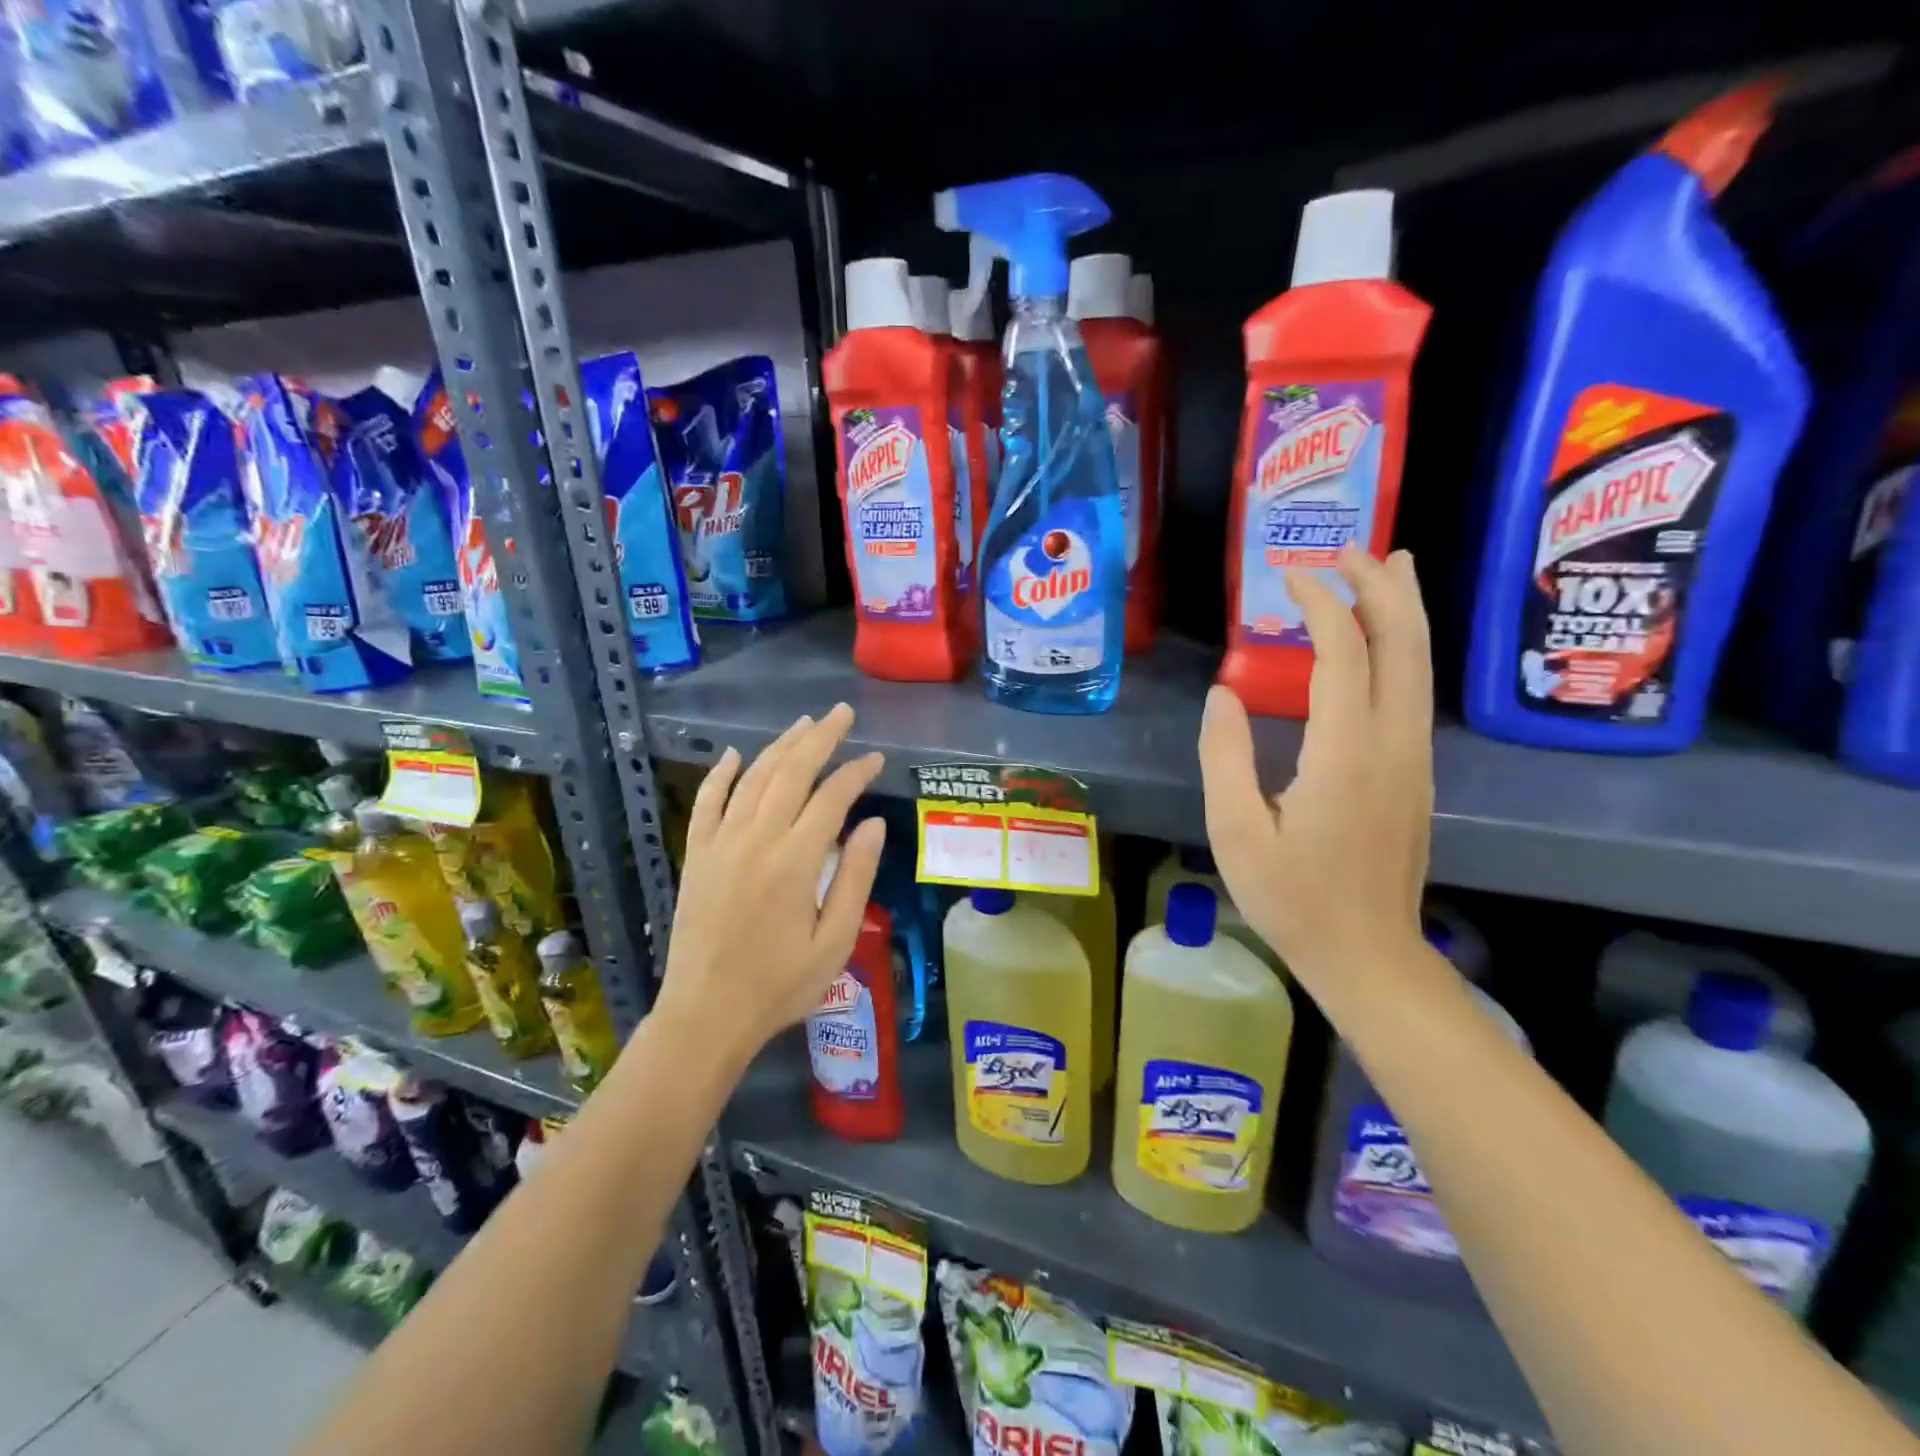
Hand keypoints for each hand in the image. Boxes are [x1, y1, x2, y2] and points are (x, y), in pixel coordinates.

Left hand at [657, 704, 886, 1060]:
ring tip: (804, 724)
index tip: (876, 759)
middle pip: (791, 772)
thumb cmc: (780, 984)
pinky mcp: (697, 855)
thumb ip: (855, 877)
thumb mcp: (834, 941)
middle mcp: (756, 839)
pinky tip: (734, 755)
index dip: (856, 772)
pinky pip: (708, 802)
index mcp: (795, 860)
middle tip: (842, 714)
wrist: (706, 1014)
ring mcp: (720, 843)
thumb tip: (873, 824)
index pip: (832, 797)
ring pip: (753, 778)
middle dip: (820, 738)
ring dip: (780, 746)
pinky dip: (721, 774)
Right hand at [1199, 547, 1433, 989]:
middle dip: (1380, 587)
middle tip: (1350, 548)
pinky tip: (1387, 640)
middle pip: (1403, 644)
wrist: (1368, 955)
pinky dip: (1403, 648)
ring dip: (1404, 609)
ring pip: (1420, 665)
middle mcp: (1392, 744)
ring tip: (1388, 566)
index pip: (1343, 653)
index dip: (1321, 604)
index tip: (1288, 575)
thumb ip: (1225, 756)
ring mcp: (1414, 758)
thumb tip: (1224, 693)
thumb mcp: (1236, 831)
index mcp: (1345, 754)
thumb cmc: (1293, 898)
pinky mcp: (1416, 774)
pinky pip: (1415, 692)